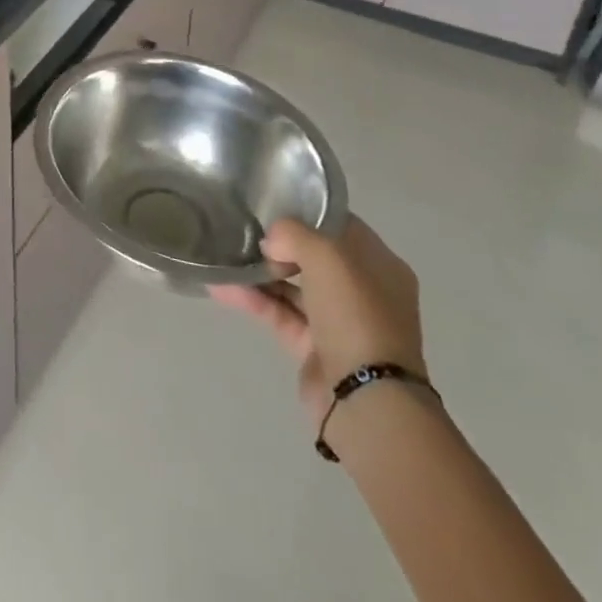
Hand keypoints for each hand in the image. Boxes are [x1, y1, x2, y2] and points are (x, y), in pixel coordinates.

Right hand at [209, 216, 424, 432]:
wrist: (367, 401)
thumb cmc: (357, 315)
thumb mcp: (327, 256)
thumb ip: (293, 233)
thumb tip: (270, 241)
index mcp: (380, 266)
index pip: (341, 226)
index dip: (308, 212)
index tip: (272, 201)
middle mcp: (363, 291)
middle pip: (315, 256)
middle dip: (280, 244)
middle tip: (246, 230)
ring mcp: (339, 322)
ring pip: (293, 286)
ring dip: (260, 272)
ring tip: (224, 255)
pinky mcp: (314, 348)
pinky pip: (279, 313)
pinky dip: (254, 300)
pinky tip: (222, 286)